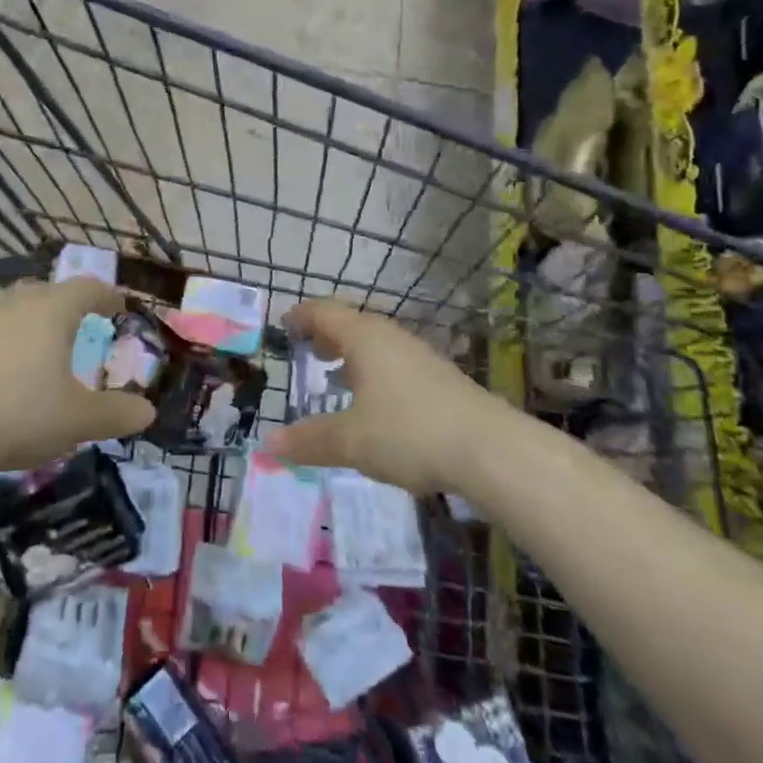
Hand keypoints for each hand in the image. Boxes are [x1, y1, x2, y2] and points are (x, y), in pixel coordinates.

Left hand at [0, 278, 155, 480]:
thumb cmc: (19, 412)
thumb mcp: (78, 419)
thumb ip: (116, 413)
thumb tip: (147, 412)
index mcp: (53, 311)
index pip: (88, 288)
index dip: (108, 295)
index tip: (121, 308)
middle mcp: (21, 307)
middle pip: (51, 290)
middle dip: (72, 302)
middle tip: (87, 322)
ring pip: (21, 306)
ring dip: (41, 318)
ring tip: (53, 343)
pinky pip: (2, 329)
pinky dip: (18, 338)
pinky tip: (19, 367)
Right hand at [263, 298, 496, 494]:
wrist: (492, 450)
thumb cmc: (410, 432)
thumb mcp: (351, 441)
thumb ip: (309, 440)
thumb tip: (269, 446)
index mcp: (364, 338)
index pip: (324, 312)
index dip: (301, 316)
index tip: (284, 326)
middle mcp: (391, 337)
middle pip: (351, 324)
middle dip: (326, 335)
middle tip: (308, 351)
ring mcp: (419, 356)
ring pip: (376, 345)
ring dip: (352, 356)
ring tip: (336, 378)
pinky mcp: (440, 379)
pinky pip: (394, 363)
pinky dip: (374, 373)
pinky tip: (376, 404)